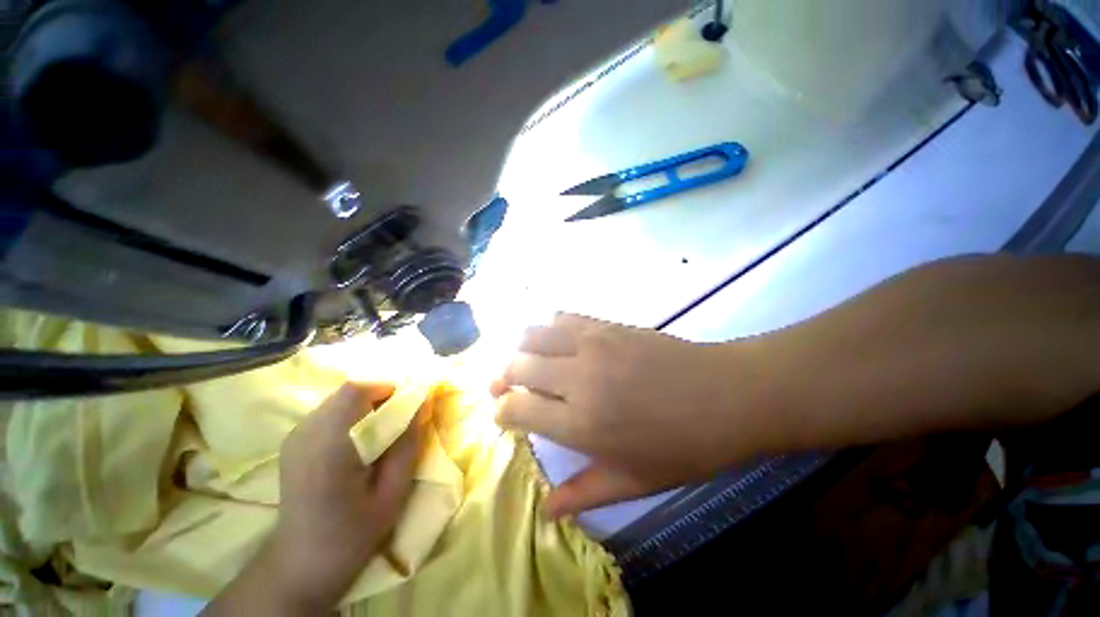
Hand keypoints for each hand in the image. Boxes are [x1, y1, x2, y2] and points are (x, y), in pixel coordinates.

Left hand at [262, 382, 423, 610]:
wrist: (301, 562)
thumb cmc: (353, 533)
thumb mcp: (394, 492)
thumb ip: (409, 443)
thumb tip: (423, 402)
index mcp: (329, 448)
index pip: (357, 391)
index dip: (389, 390)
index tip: (409, 408)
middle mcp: (306, 433)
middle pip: (349, 390)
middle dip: (382, 397)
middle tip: (399, 422)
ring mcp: (296, 435)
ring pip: (341, 398)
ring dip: (368, 405)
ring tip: (381, 433)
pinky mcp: (294, 440)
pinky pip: (331, 410)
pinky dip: (353, 414)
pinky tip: (359, 442)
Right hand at [492, 314, 778, 517]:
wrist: (727, 395)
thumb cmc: (684, 446)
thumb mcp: (635, 480)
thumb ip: (585, 493)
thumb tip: (548, 509)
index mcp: (581, 422)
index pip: (517, 408)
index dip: (501, 411)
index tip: (502, 415)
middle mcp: (577, 377)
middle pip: (516, 365)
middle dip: (501, 376)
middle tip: (503, 386)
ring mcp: (592, 344)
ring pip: (533, 335)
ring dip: (520, 348)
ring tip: (523, 360)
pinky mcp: (607, 324)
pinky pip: (564, 317)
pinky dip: (549, 327)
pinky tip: (556, 339)